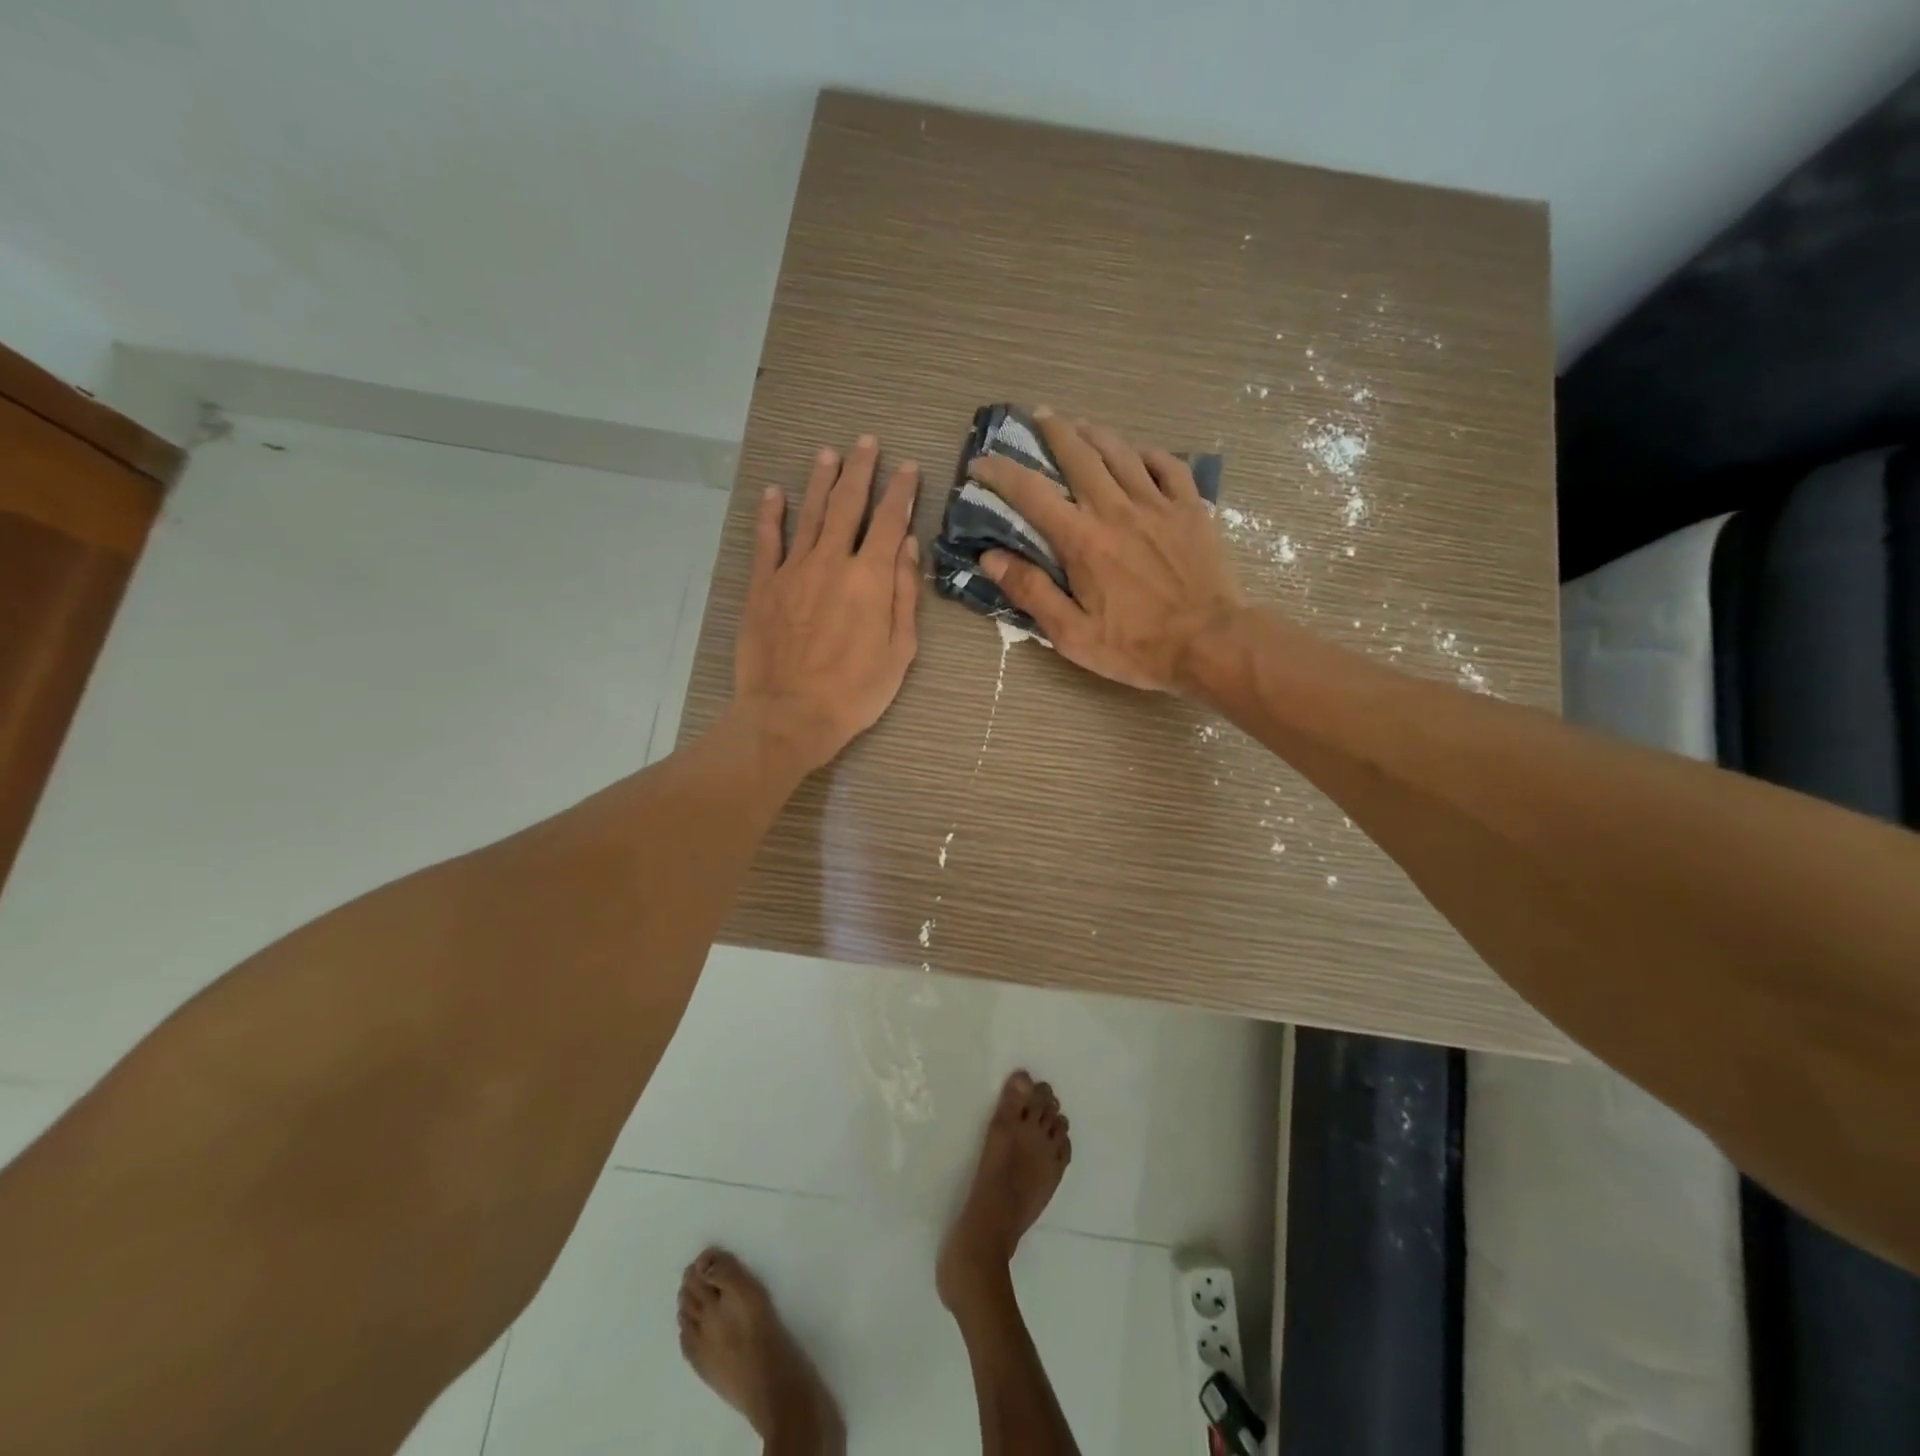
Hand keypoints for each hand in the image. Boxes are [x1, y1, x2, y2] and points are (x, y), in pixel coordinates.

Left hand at [733, 435, 920, 774]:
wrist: (791, 714)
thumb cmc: (856, 691)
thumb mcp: (900, 650)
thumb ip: (905, 593)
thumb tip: (907, 544)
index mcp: (870, 577)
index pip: (889, 521)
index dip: (901, 491)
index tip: (908, 468)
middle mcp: (832, 561)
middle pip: (848, 504)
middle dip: (861, 470)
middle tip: (867, 442)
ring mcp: (793, 570)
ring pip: (810, 513)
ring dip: (821, 480)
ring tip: (829, 453)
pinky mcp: (762, 586)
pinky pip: (767, 541)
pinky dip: (771, 514)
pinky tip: (775, 492)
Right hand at [968, 410, 1242, 691]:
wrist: (1210, 643)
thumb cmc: (1136, 646)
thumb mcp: (1072, 634)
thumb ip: (1031, 592)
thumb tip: (990, 558)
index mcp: (1082, 540)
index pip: (1031, 494)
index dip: (1001, 473)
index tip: (981, 463)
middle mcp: (1116, 510)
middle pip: (1079, 456)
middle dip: (1054, 431)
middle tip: (1040, 416)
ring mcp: (1158, 505)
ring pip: (1122, 452)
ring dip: (1096, 433)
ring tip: (1081, 425)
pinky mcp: (1191, 509)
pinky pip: (1168, 466)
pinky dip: (1148, 454)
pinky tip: (1138, 453)